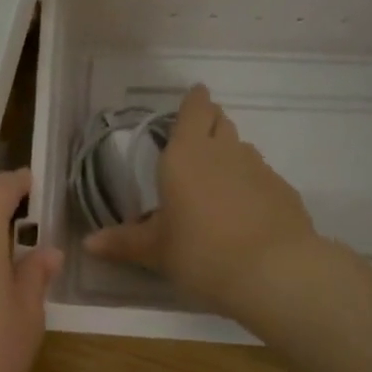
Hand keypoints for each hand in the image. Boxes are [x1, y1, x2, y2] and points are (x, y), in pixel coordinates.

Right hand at [82, 85, 317, 313]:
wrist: (273, 273)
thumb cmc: (200, 253)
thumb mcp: (156, 251)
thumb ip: (124, 243)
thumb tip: (89, 244)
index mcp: (185, 155)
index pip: (194, 109)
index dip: (193, 101)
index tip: (192, 98)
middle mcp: (223, 151)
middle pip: (219, 121)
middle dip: (209, 123)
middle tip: (196, 140)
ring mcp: (258, 168)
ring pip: (241, 148)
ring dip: (228, 155)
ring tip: (215, 180)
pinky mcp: (282, 190)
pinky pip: (260, 176)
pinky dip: (249, 184)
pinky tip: (243, 210)